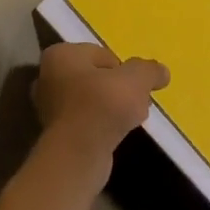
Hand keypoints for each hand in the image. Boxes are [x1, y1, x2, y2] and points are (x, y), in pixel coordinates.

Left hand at [32, 42, 169, 155]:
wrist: (78, 155)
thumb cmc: (102, 105)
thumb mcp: (135, 79)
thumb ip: (148, 71)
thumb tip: (162, 71)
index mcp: (60, 55)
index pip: (100, 54)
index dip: (123, 69)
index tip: (136, 86)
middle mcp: (47, 77)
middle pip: (96, 77)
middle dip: (118, 89)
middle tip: (136, 102)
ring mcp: (49, 107)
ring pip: (91, 100)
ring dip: (112, 109)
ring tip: (130, 120)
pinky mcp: (55, 134)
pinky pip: (86, 122)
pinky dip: (101, 126)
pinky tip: (116, 136)